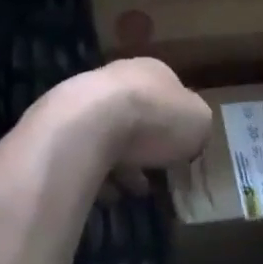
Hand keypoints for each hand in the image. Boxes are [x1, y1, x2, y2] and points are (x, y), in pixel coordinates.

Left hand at [36, 57, 212, 198]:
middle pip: (138, 112)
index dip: (176, 123)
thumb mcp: (198, 121)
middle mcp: (119, 76)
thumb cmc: (154, 117)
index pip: (169, 93)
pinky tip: (107, 194)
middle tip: (155, 174)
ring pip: (110, 132)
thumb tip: (192, 132)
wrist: (90, 123)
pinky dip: (97, 172)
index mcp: (153, 69)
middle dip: (146, 143)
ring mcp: (87, 98)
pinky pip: (86, 153)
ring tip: (131, 191)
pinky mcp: (64, 125)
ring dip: (122, 160)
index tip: (180, 152)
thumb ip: (197, 124)